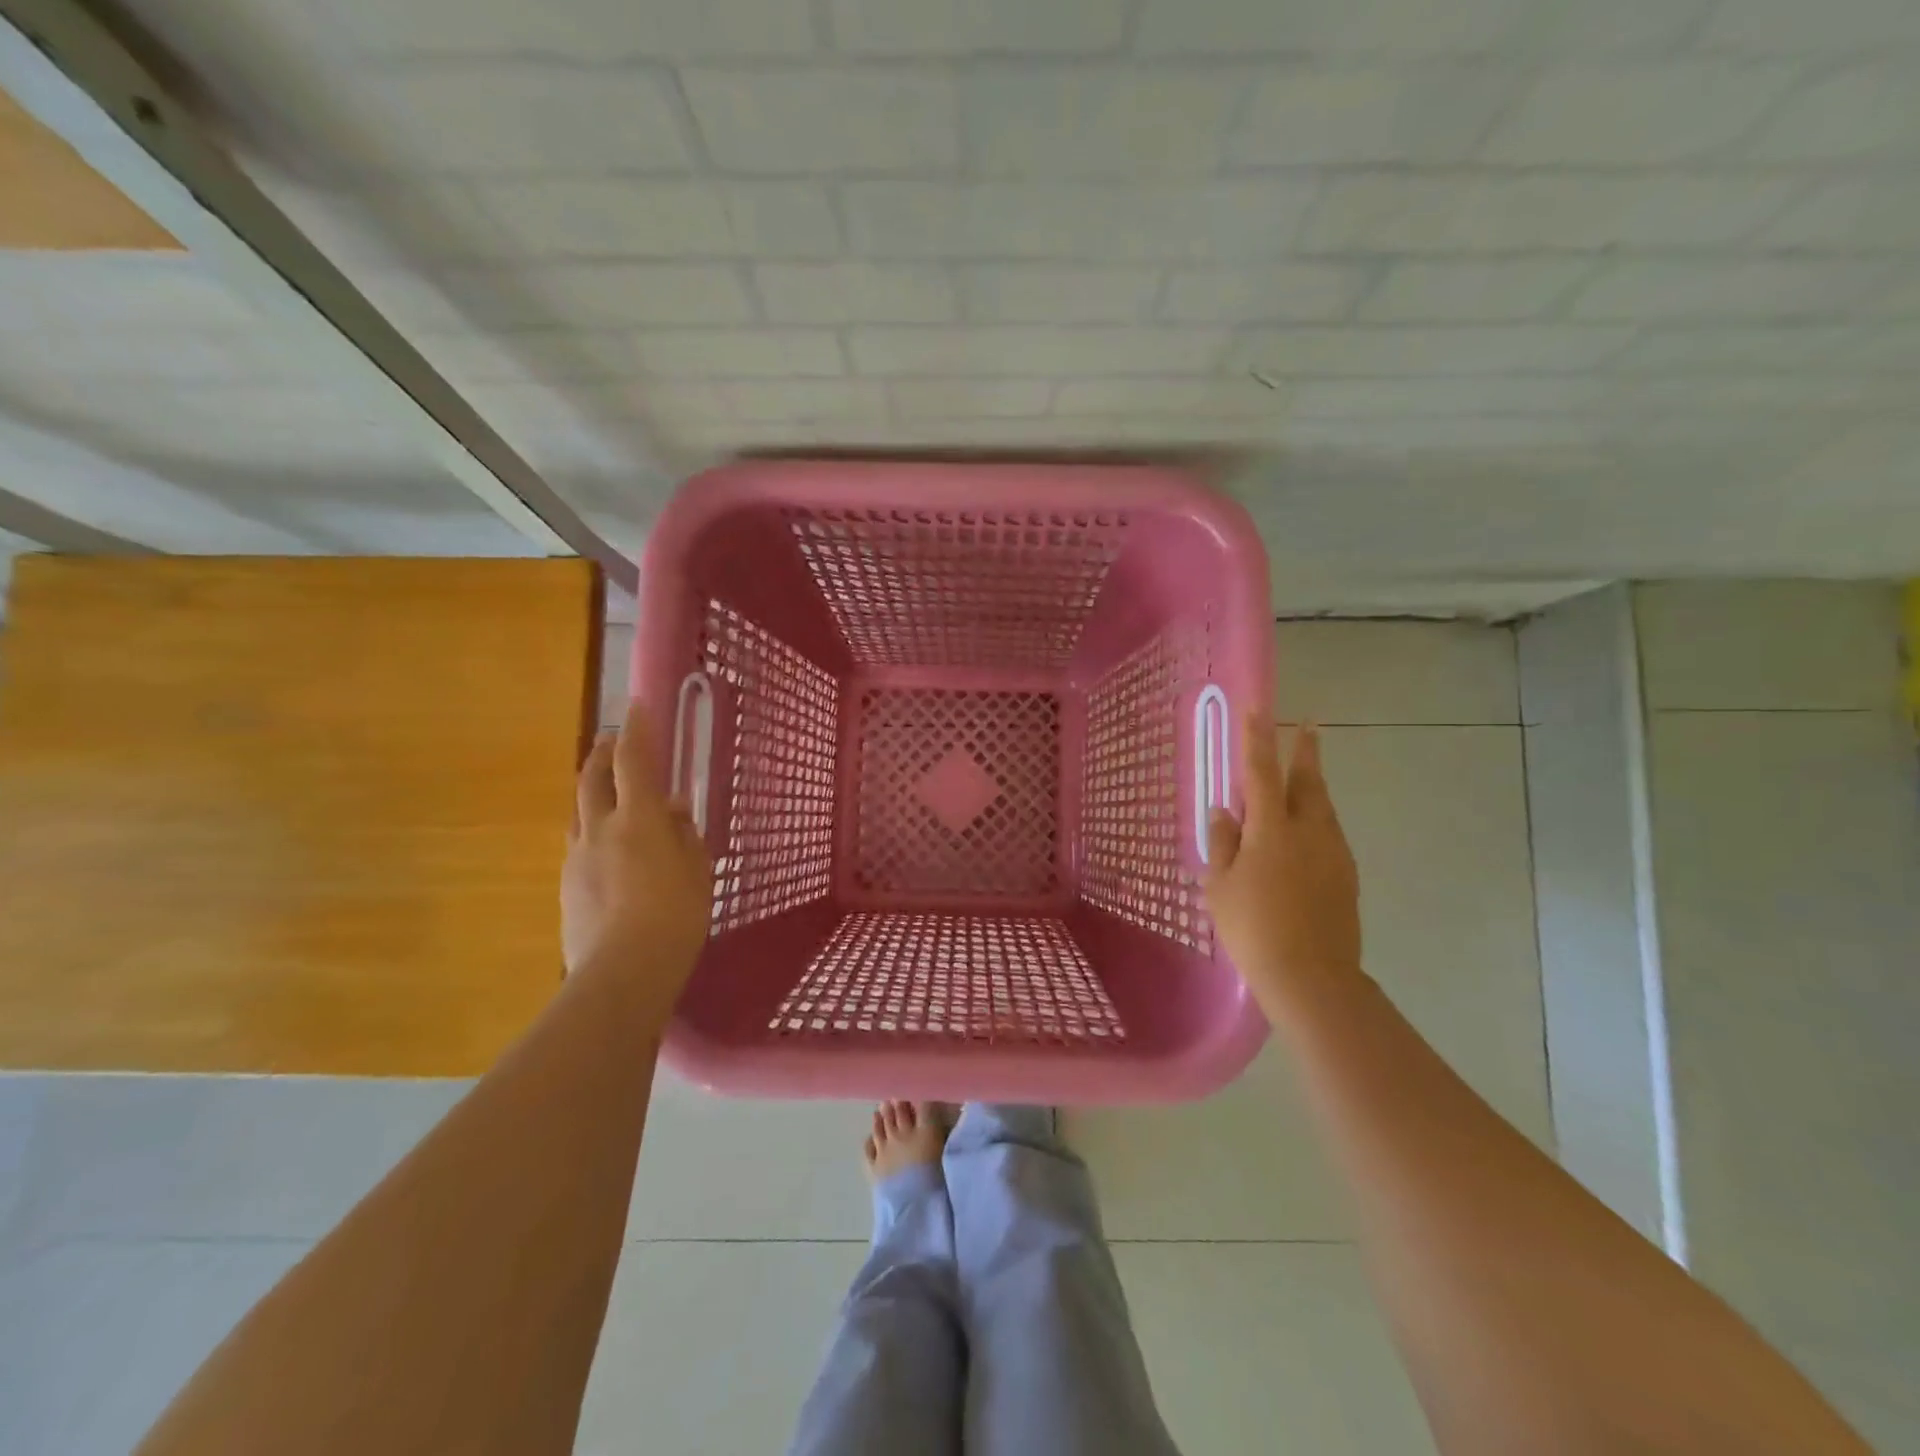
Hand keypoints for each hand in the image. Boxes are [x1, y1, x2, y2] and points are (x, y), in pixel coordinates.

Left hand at [561, 701, 712, 993]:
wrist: (623, 971)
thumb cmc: (676, 916)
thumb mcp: (697, 871)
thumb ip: (684, 834)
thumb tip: (672, 810)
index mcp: (639, 819)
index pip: (633, 761)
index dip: (636, 731)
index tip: (636, 706)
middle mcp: (600, 828)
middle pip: (592, 777)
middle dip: (601, 753)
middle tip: (610, 741)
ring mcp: (577, 856)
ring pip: (579, 810)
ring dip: (592, 791)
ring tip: (608, 792)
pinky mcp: (567, 884)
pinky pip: (579, 843)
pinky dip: (592, 830)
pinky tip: (608, 848)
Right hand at [1204, 716, 1363, 1023]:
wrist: (1311, 977)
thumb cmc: (1252, 928)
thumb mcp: (1221, 886)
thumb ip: (1223, 843)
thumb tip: (1224, 810)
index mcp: (1272, 829)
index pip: (1262, 772)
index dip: (1258, 739)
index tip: (1258, 708)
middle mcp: (1309, 831)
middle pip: (1308, 781)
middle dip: (1305, 751)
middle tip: (1307, 726)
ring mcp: (1333, 853)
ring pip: (1323, 807)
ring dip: (1311, 786)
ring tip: (1301, 776)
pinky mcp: (1346, 875)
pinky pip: (1329, 833)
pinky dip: (1316, 819)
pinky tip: (1304, 833)